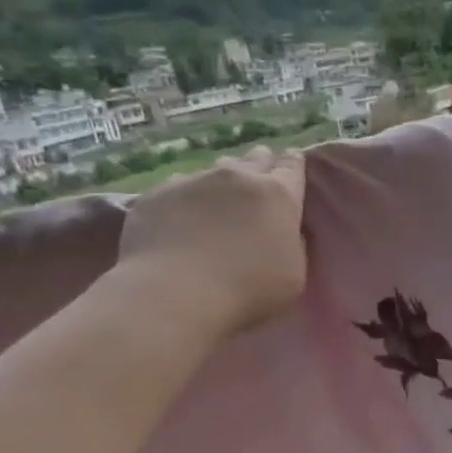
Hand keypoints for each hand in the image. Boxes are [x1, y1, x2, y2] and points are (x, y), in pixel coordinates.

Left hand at [114, 146, 306, 335]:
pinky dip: (186, 199)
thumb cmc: (246, 291)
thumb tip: (283, 231)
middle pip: (255, 158)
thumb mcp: (294, 274)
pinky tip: (181, 221)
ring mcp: (194, 180)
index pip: (292, 164)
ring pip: (215, 170)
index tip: (291, 173)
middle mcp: (237, 176)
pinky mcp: (157, 193)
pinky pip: (178, 187)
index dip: (293, 166)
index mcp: (278, 193)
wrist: (173, 295)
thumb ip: (293, 243)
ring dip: (222, 183)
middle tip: (258, 189)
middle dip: (260, 167)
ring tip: (218, 205)